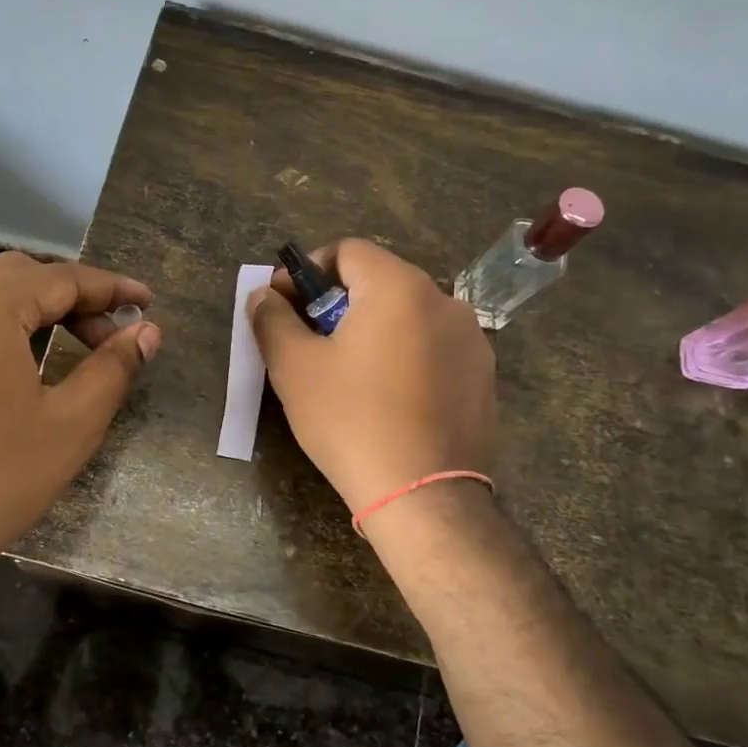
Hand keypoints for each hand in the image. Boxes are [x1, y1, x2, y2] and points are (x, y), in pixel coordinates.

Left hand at [0, 251, 160, 583]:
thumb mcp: (70, 424)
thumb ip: (113, 368)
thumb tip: (147, 332)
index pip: (60, 278)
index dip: (110, 288)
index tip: (145, 302)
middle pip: (15, 277)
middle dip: (67, 297)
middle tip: (105, 335)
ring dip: (25, 313)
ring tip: (58, 350)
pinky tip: (0, 378)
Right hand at [249, 239, 495, 515]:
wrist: (423, 495)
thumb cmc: (351, 420)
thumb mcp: (294, 368)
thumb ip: (272, 319)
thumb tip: (264, 295)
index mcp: (399, 287)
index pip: (348, 250)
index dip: (308, 270)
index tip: (284, 304)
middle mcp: (444, 301)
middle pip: (380, 281)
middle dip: (338, 302)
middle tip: (310, 341)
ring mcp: (472, 340)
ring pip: (409, 316)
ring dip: (373, 329)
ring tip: (349, 373)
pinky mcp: (483, 377)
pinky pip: (433, 349)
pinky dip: (405, 356)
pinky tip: (388, 398)